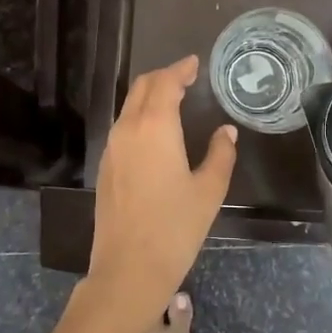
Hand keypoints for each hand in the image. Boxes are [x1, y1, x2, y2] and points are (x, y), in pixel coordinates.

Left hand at [88, 56, 237, 320]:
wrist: (128, 269)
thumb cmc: (175, 228)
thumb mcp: (209, 190)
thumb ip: (220, 154)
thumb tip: (226, 132)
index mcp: (155, 127)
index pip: (165, 83)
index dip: (180, 69)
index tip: (194, 63)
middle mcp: (128, 129)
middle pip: (142, 88)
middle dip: (163, 77)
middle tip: (186, 77)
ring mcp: (112, 148)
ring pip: (129, 106)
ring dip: (150, 95)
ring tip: (174, 99)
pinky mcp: (105, 167)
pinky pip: (123, 127)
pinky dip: (140, 116)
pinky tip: (156, 131)